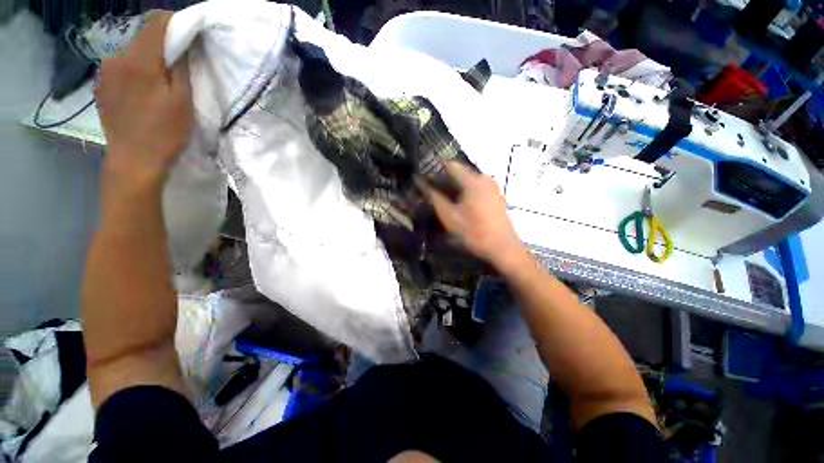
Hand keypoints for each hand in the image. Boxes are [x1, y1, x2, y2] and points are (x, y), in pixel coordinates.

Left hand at [96, 12, 191, 190]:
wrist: (133, 161)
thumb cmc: (165, 133)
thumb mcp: (183, 100)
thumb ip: (180, 67)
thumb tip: (181, 45)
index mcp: (139, 60)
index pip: (156, 23)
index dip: (174, 21)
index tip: (189, 31)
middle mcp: (116, 58)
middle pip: (143, 37)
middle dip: (162, 44)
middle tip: (178, 63)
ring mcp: (105, 72)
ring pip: (131, 52)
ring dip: (148, 58)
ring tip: (159, 81)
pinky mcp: (101, 85)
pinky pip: (121, 67)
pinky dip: (135, 70)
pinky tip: (143, 90)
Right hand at [418, 162, 526, 270]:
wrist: (502, 247)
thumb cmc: (474, 232)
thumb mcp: (450, 217)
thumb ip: (434, 198)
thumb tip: (422, 184)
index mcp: (472, 181)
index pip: (450, 165)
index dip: (435, 170)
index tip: (425, 179)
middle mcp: (484, 178)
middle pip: (460, 172)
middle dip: (445, 179)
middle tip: (433, 192)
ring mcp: (492, 186)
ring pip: (468, 180)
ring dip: (456, 186)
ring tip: (445, 199)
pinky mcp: (496, 195)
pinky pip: (477, 187)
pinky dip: (466, 191)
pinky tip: (461, 204)